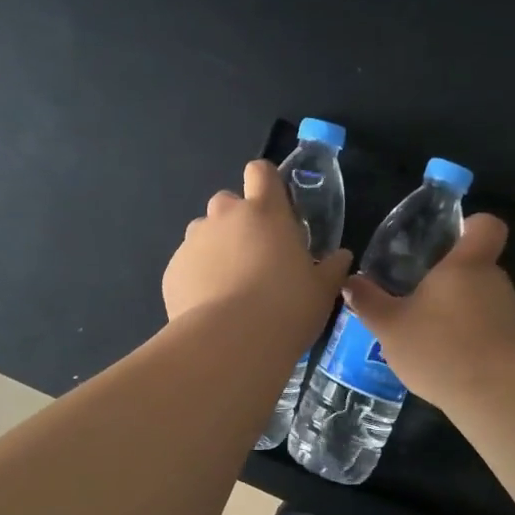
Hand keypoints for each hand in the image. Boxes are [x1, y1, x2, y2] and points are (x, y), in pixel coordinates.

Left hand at [164, 160, 351, 333]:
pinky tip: (211, 307)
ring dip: (217, 249)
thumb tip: (341, 257)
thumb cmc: (286, 308)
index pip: (260, 171)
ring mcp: (194, 241)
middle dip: (239, 222)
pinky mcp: (173, 269)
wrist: (229, 344)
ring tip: (231, 286)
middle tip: (257, 256)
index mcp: (265, 211)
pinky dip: (198, 277)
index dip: (267, 183)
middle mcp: (224, 216)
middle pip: (228, 202)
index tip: (277, 208)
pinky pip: (188, 264)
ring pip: (204, 233)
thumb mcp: (322, 291)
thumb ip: (332, 268)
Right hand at [341, 214, 514, 405]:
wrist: (497, 396)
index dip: (469, 227)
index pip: (485, 226)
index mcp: (466, 264)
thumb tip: (350, 282)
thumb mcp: (390, 326)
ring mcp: (509, 314)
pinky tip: (445, 362)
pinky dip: (468, 340)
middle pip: (476, 267)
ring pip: (480, 301)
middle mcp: (494, 281)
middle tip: (416, 298)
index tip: (447, 240)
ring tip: (425, 336)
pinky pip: (488, 330)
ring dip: (457, 313)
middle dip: (449, 281)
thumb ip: (369, 302)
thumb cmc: (440, 346)